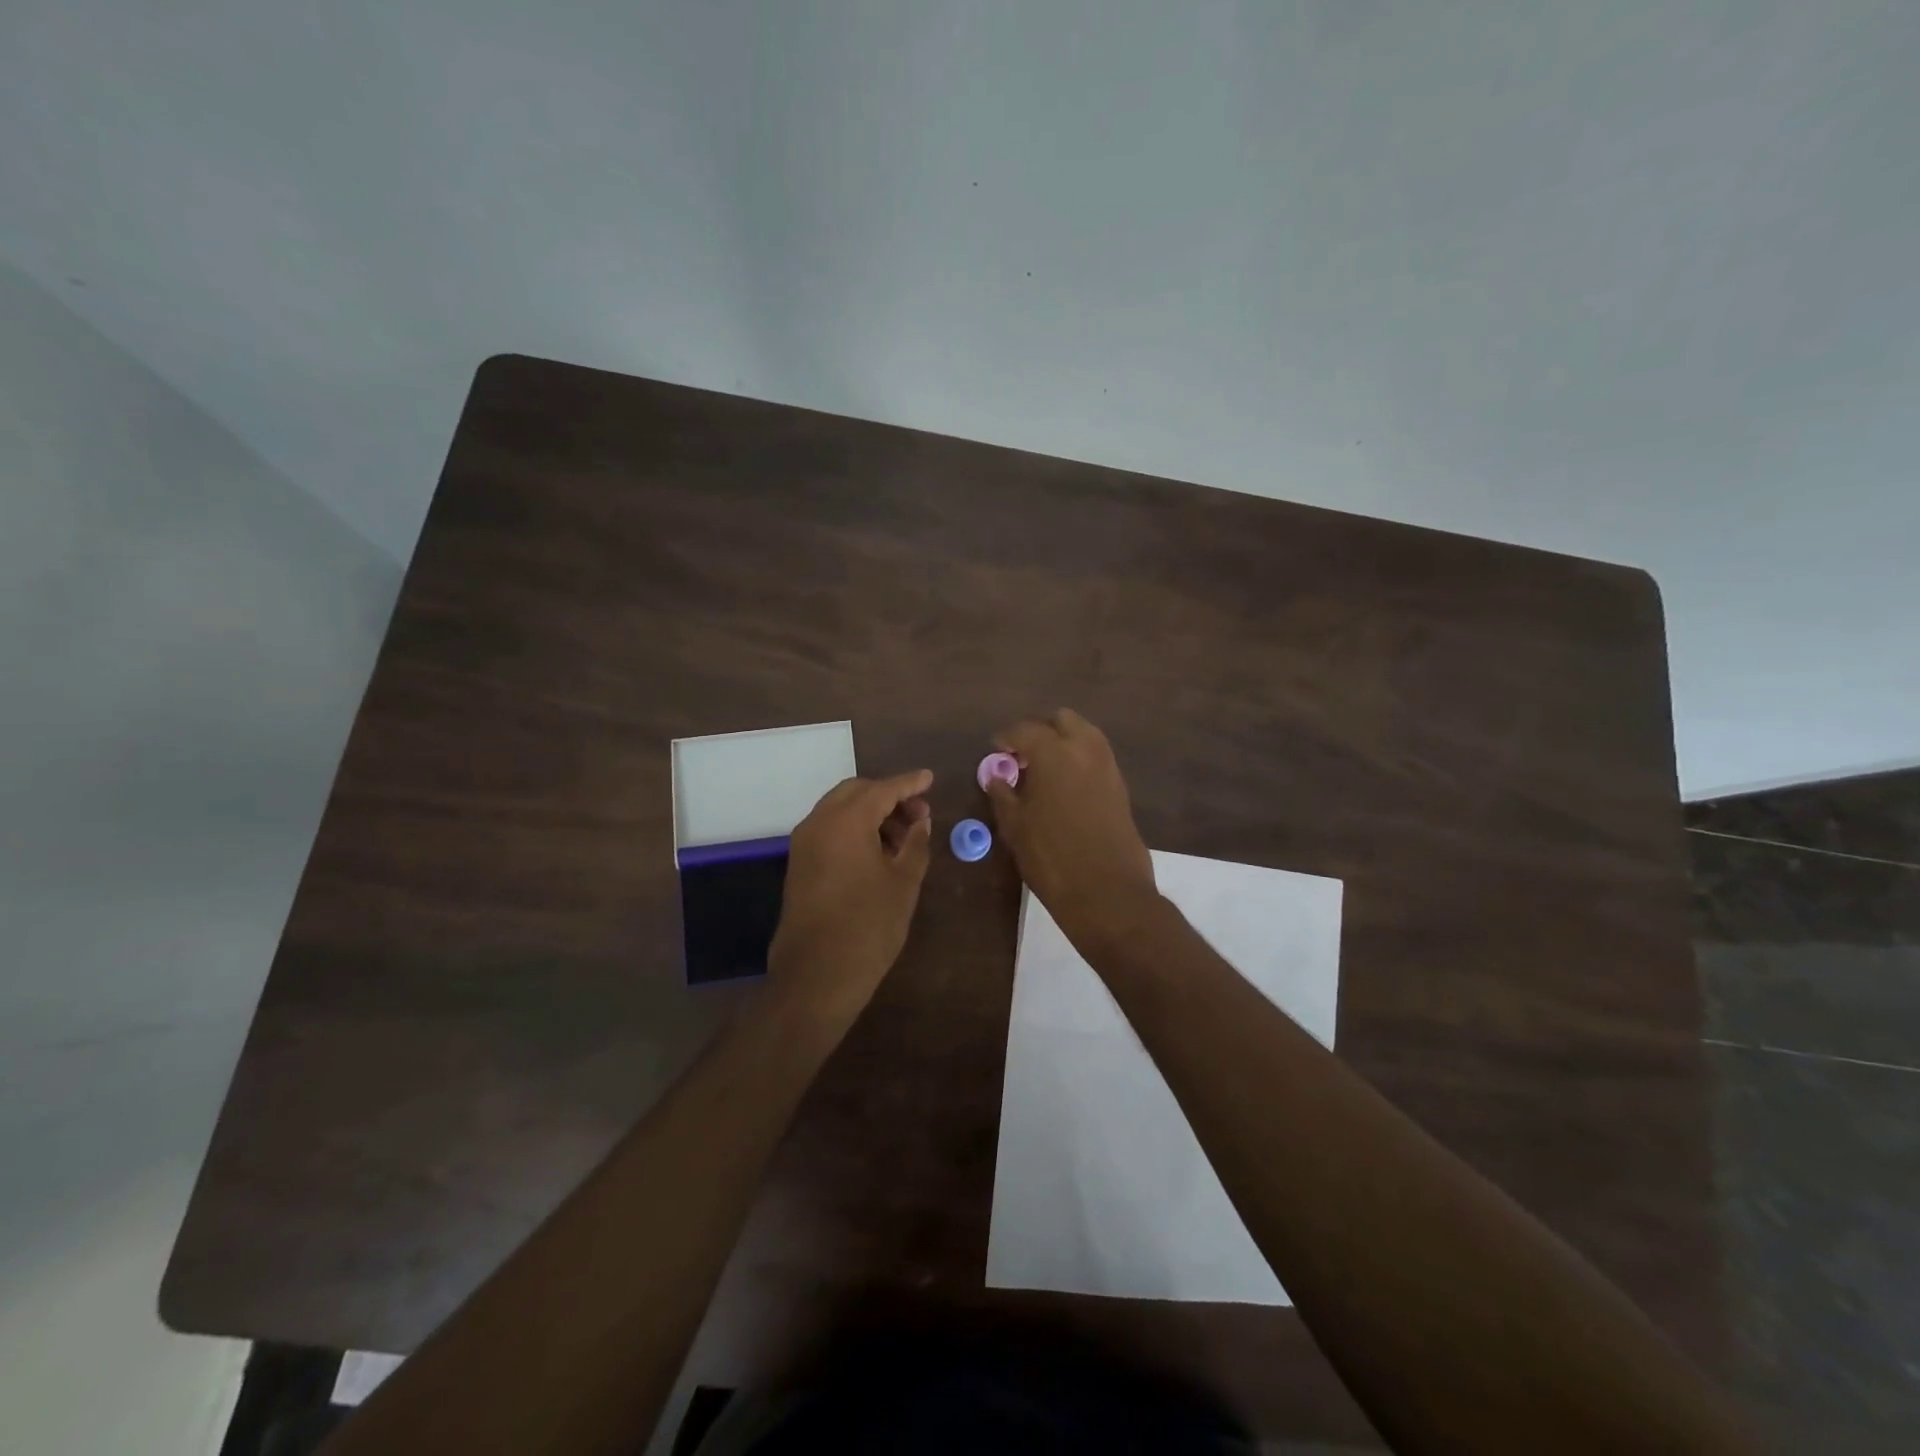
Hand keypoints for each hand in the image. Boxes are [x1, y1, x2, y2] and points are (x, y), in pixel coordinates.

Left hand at [768, 769, 933, 1024]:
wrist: (816, 975)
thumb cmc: (868, 926)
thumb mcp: (903, 882)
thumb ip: (914, 843)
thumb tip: (920, 820)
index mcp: (845, 821)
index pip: (882, 789)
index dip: (909, 783)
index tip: (930, 778)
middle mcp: (819, 822)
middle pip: (856, 792)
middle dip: (888, 796)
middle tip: (918, 813)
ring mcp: (804, 843)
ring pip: (840, 810)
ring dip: (871, 813)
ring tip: (903, 836)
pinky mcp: (799, 864)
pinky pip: (830, 829)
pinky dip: (854, 828)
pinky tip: (878, 850)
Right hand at [985, 710, 1156, 939]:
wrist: (1107, 891)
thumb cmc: (1051, 857)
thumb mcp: (1015, 826)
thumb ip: (1002, 794)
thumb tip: (995, 776)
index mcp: (1054, 752)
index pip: (1025, 730)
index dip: (1006, 738)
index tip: (995, 750)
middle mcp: (1084, 749)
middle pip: (1062, 720)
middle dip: (1040, 731)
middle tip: (1023, 757)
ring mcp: (1108, 766)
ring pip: (1085, 734)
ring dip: (1063, 742)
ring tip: (1044, 771)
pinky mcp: (1121, 786)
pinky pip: (1097, 757)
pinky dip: (1079, 759)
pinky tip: (1064, 786)